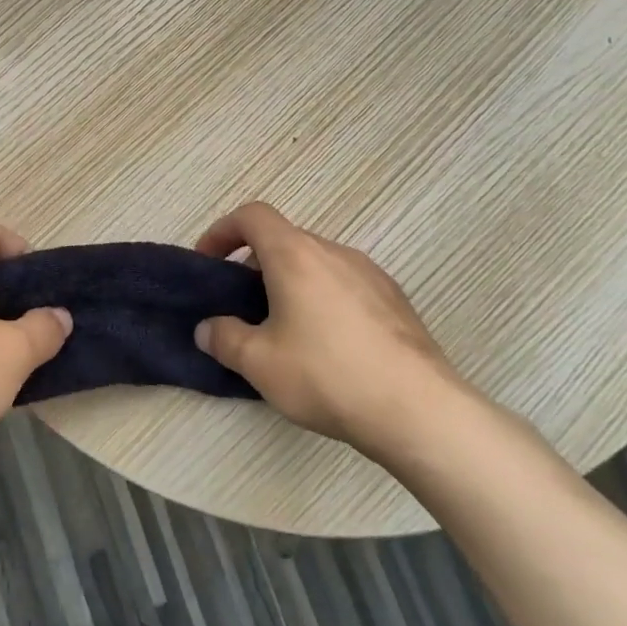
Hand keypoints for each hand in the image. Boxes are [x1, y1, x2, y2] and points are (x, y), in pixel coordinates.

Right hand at [193, 203, 474, 463]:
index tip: (209, 262)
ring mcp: (371, 274)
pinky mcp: (396, 301)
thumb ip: (224, 338)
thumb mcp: (259, 363)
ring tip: (283, 330)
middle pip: (285, 240)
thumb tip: (207, 329)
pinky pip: (345, 285)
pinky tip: (326, 346)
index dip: (222, 231)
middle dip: (254, 265)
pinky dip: (322, 299)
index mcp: (296, 254)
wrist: (419, 410)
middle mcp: (334, 252)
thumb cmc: (326, 374)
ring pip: (317, 264)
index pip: (253, 216)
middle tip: (241, 306)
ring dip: (290, 283)